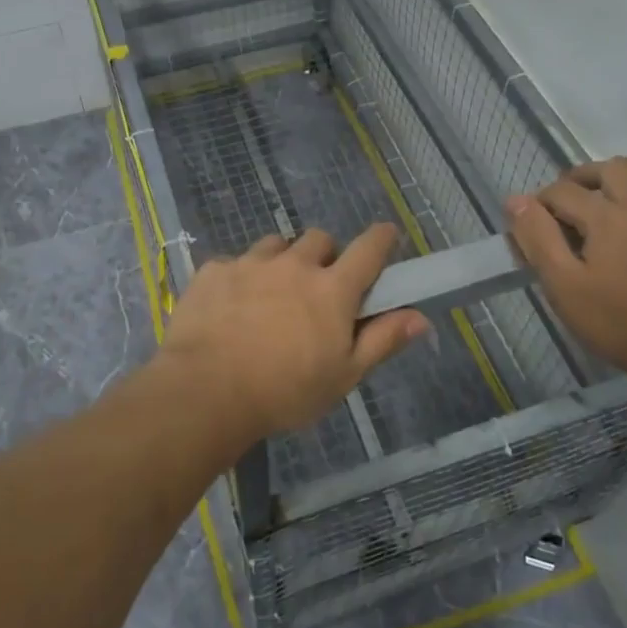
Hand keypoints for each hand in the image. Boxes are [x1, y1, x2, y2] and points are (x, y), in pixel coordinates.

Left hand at [156, 225, 429, 438]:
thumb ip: (382, 341)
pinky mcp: (214, 270)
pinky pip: (235, 262)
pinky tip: (230, 308)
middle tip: (317, 288)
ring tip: (270, 295)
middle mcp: (294, 264)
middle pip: (319, 239)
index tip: (385, 236)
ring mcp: (250, 263)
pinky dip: (240, 278)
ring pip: (275, 245)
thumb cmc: (285, 391)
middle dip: (325, 256)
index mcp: (332, 289)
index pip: (369, 248)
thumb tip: (421, 317)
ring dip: (282, 261)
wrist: (206, 391)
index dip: (381, 238)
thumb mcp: (343, 376)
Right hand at [505, 157, 626, 380]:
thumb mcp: (563, 286)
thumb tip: (518, 200)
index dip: (542, 200)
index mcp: (606, 218)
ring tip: (620, 176)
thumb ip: (538, 239)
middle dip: (584, 175)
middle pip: (613, 171)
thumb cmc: (617, 324)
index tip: (532, 220)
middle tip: (569, 194)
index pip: (564, 193)